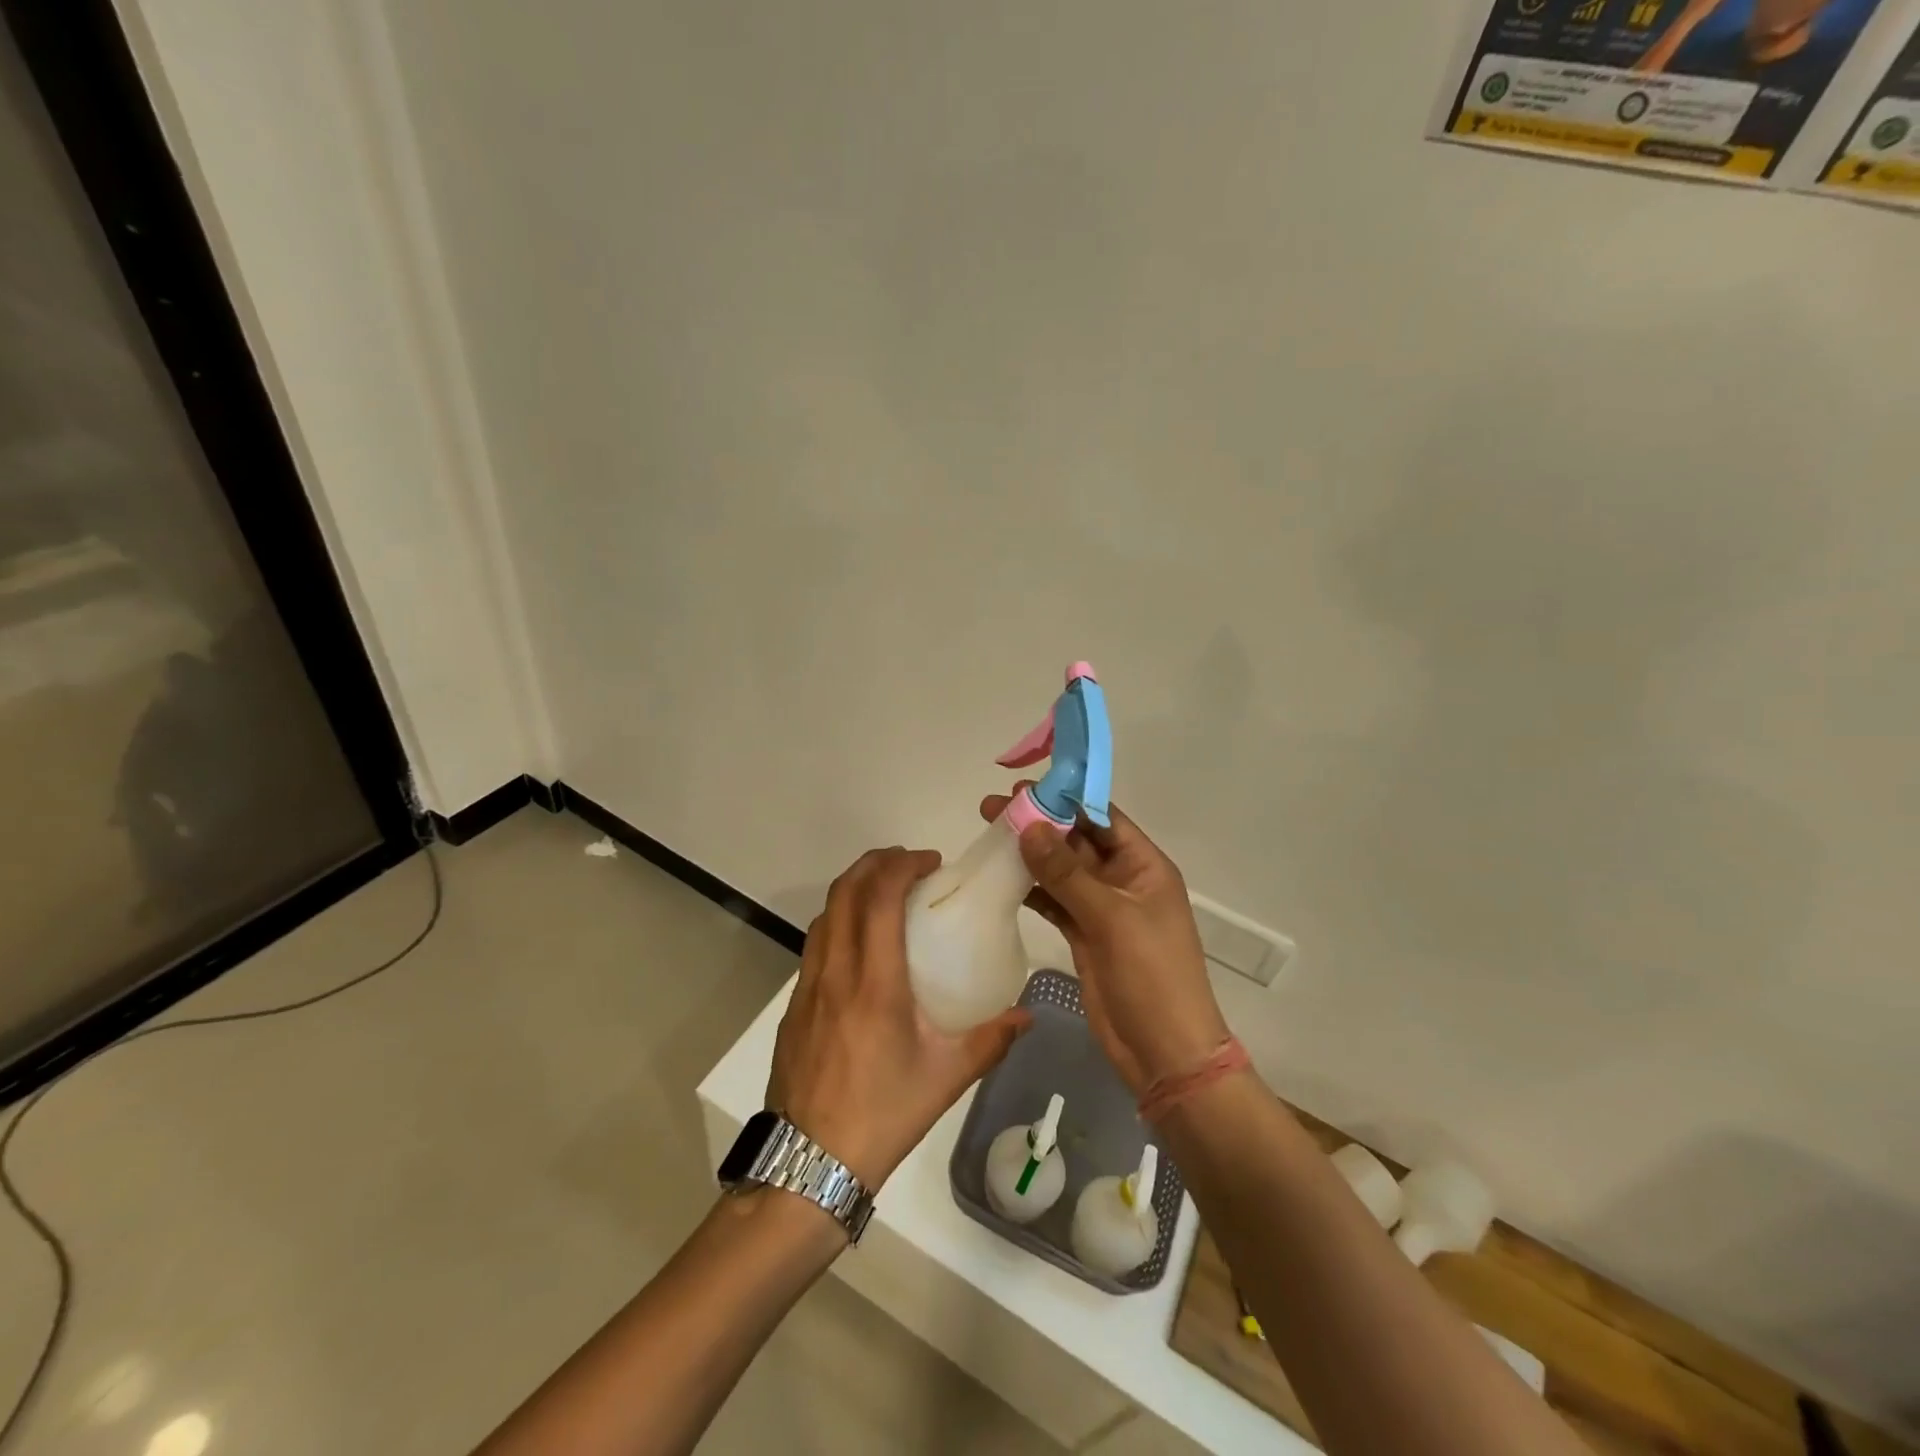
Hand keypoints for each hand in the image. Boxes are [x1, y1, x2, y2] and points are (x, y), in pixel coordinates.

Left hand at [767, 847, 1030, 1188]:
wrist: (807, 1166)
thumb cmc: (881, 1116)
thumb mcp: (945, 1079)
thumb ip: (990, 1040)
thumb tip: (1027, 1015)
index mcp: (874, 983)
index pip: (878, 898)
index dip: (901, 866)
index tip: (930, 862)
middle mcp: (835, 972)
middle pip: (844, 891)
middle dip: (875, 863)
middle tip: (908, 864)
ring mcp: (808, 987)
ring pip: (825, 914)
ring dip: (853, 889)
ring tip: (885, 894)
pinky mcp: (795, 1006)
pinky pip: (816, 943)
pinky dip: (839, 920)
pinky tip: (862, 945)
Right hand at [979, 791, 1225, 1095]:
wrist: (1163, 1052)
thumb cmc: (1151, 977)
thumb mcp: (1112, 919)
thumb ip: (1068, 874)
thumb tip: (1029, 829)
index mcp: (1144, 866)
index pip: (1102, 818)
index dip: (1065, 799)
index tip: (1023, 788)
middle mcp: (1123, 881)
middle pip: (1077, 841)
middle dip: (1039, 824)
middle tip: (992, 807)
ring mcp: (1102, 909)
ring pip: (1061, 871)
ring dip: (1029, 854)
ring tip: (988, 834)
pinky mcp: (1084, 935)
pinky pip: (1054, 901)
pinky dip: (1031, 889)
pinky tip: (1001, 876)